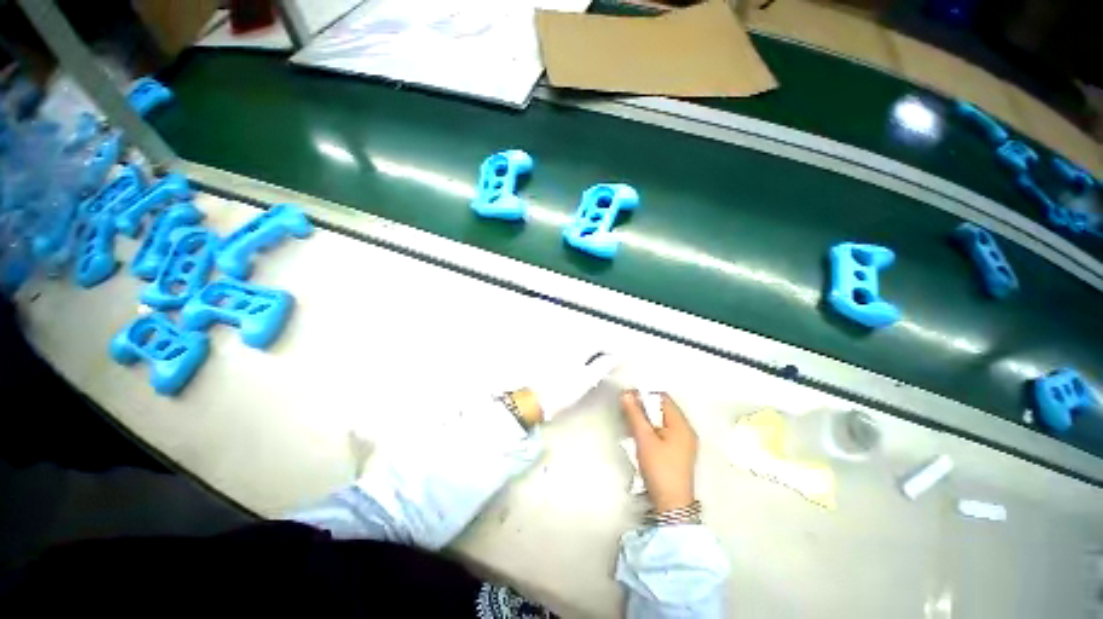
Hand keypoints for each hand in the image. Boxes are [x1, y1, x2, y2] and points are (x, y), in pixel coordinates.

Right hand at [620, 390, 697, 511]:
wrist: (671, 505)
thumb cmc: (659, 468)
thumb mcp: (644, 439)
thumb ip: (635, 414)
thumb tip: (626, 393)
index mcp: (682, 424)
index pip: (663, 398)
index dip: (645, 395)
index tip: (628, 399)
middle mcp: (686, 430)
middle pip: (663, 409)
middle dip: (644, 408)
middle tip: (627, 412)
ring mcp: (684, 443)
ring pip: (662, 422)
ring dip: (647, 420)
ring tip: (631, 425)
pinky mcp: (679, 453)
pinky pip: (664, 433)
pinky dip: (652, 431)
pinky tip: (641, 438)